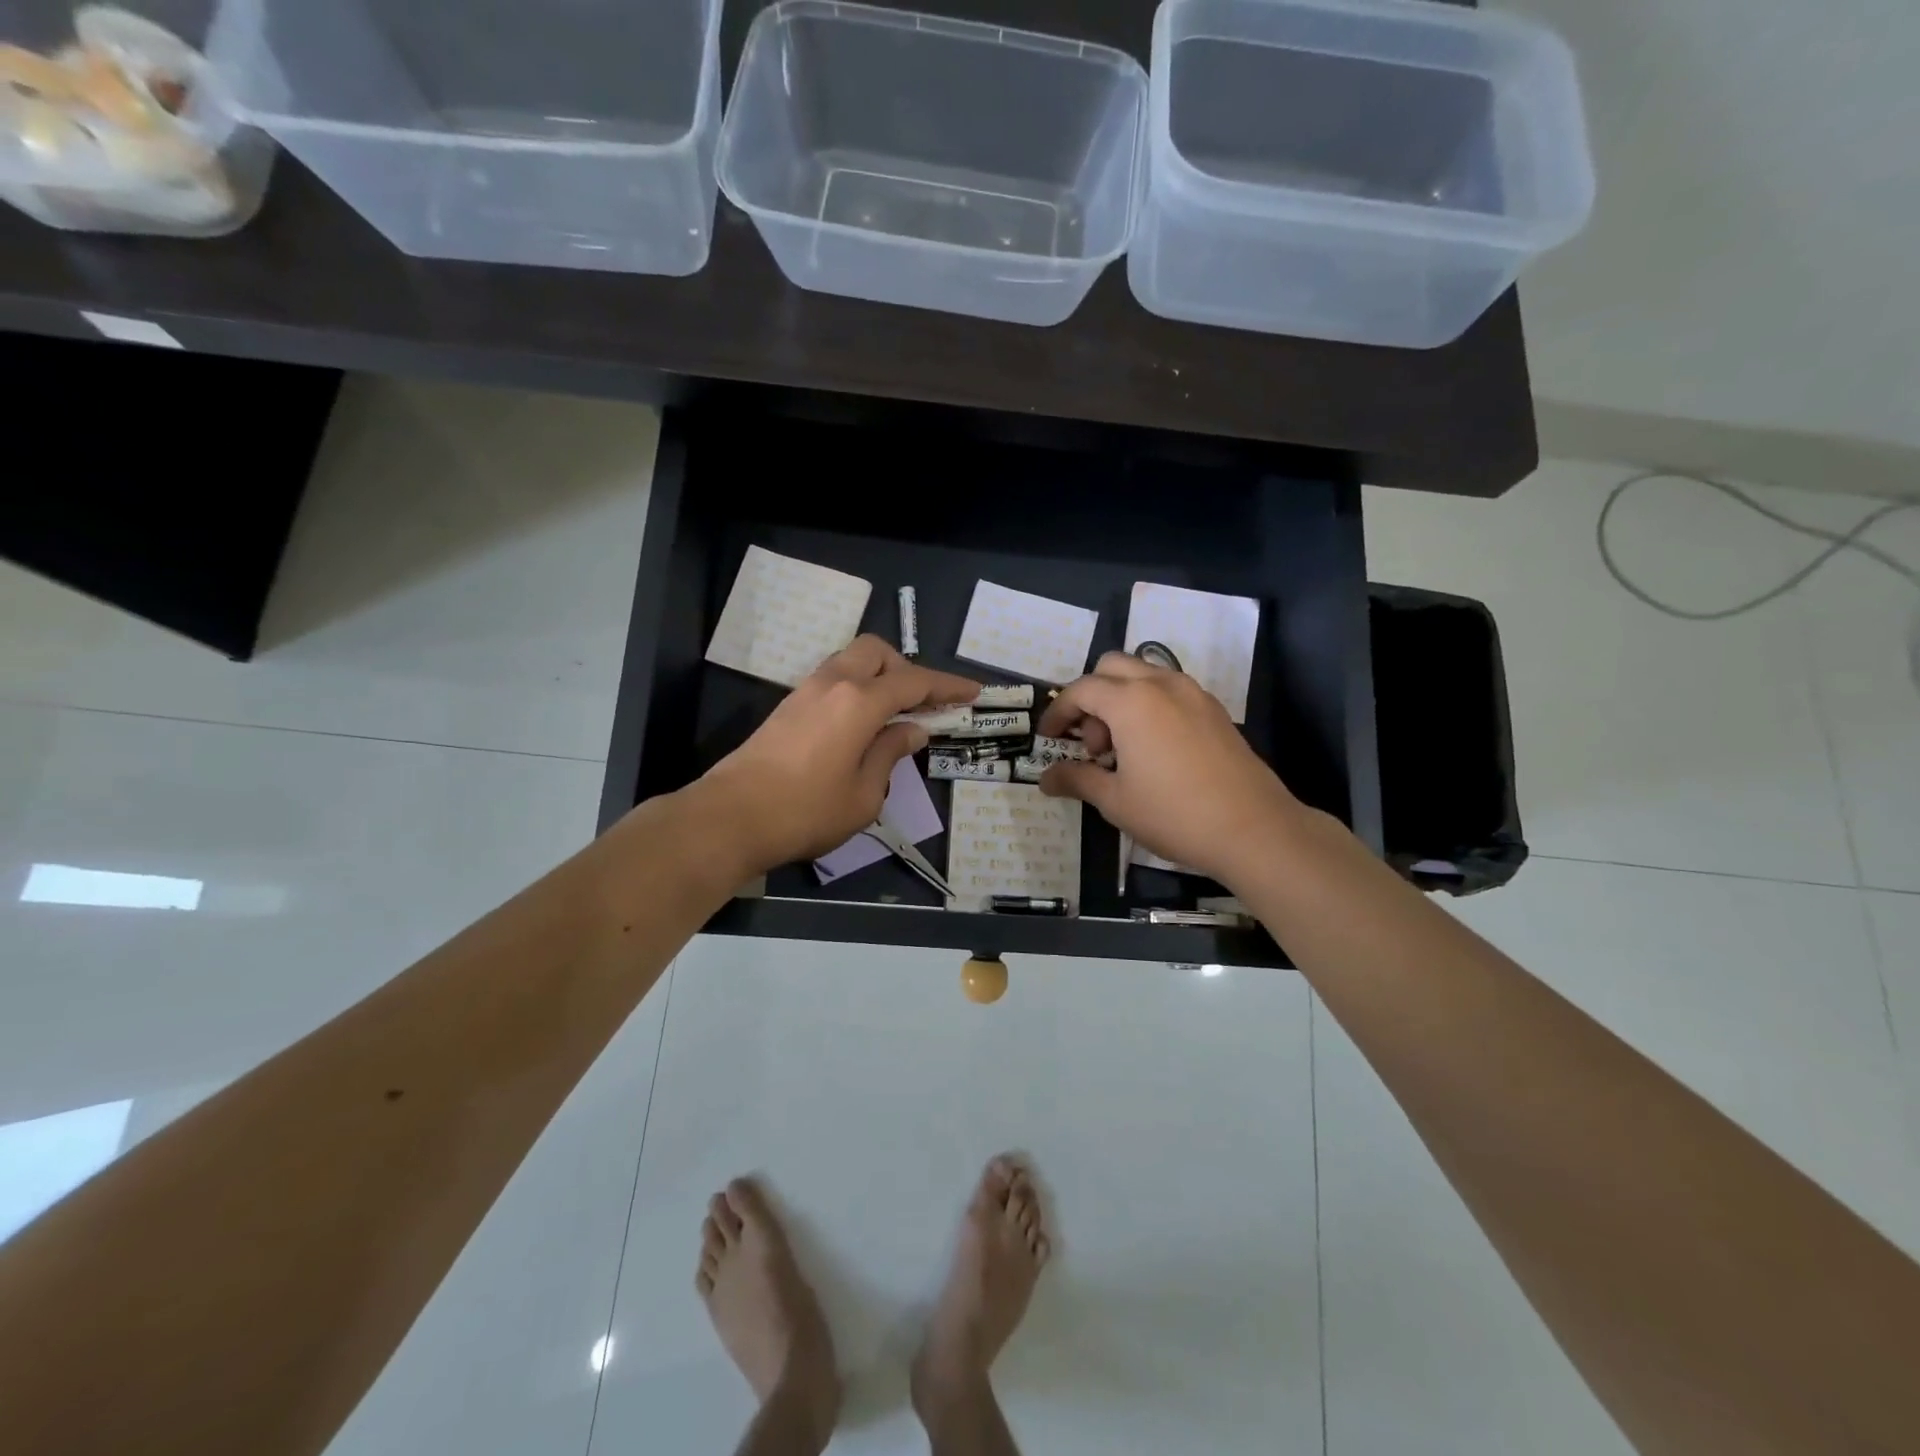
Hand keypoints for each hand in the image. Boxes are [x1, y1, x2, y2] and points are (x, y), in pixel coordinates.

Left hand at [696, 636, 978, 873]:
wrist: (730, 818)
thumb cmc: (806, 812)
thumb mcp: (864, 795)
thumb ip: (890, 754)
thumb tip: (911, 730)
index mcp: (859, 702)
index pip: (915, 682)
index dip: (948, 686)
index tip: (974, 692)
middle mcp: (833, 683)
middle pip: (877, 652)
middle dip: (906, 669)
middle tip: (921, 706)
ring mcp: (805, 692)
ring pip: (851, 661)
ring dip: (879, 677)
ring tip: (893, 716)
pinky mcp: (788, 707)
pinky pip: (833, 681)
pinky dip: (856, 690)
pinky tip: (860, 726)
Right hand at [1036, 652, 1302, 887]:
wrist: (1254, 829)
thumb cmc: (1174, 814)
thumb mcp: (1115, 801)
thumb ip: (1077, 779)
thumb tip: (1046, 778)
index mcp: (1131, 702)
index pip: (1081, 690)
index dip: (1058, 712)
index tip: (1048, 738)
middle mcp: (1162, 685)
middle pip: (1112, 668)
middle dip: (1091, 698)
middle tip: (1092, 744)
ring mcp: (1194, 694)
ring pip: (1144, 675)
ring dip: (1121, 700)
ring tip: (1123, 750)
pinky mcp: (1214, 711)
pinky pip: (1170, 691)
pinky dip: (1149, 706)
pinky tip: (1154, 752)